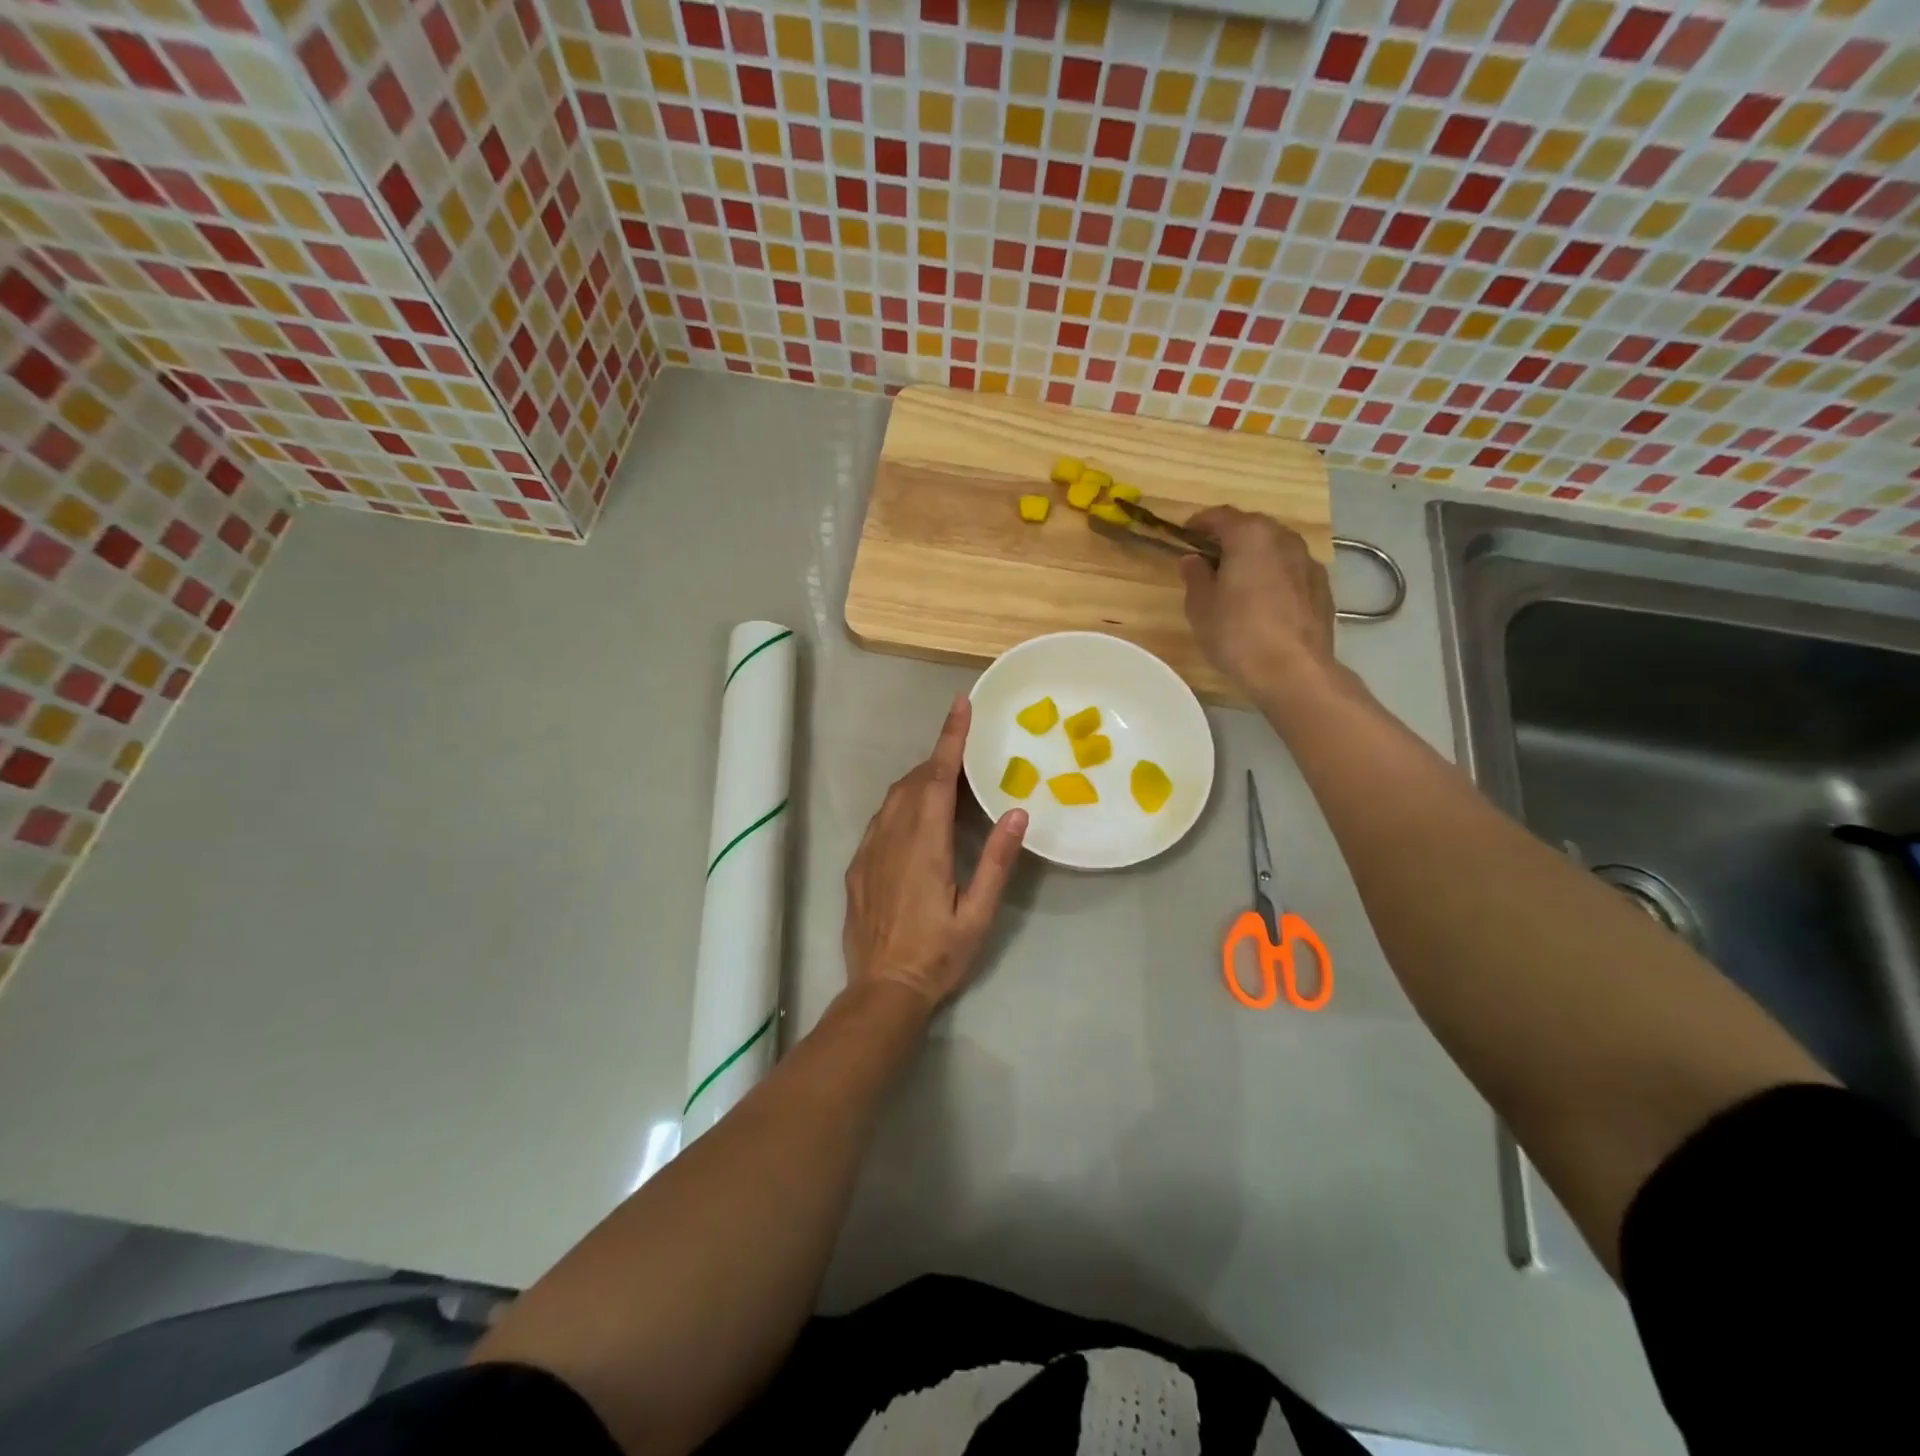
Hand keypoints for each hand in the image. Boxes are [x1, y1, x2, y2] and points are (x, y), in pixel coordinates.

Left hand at [843, 695, 1027, 1012]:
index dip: (950, 739)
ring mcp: (869, 850)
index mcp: (925, 845)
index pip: (937, 778)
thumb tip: (1015, 812)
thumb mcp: (979, 914)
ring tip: (944, 781)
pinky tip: (914, 818)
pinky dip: (900, 804)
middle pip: (913, 781)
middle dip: (938, 758)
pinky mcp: (857, 865)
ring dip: (918, 780)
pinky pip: (880, 819)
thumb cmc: (938, 955)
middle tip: (964, 751)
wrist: (882, 990)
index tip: (961, 706)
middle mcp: (892, 837)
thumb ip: (997, 862)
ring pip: (893, 798)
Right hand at [1180, 507, 1336, 699]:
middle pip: (1252, 527)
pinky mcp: (1322, 587)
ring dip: (1254, 556)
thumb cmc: (1237, 634)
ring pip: (1274, 548)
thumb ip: (1195, 576)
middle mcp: (1283, 539)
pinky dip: (1274, 575)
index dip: (1199, 523)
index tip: (1184, 534)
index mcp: (1250, 536)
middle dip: (1229, 538)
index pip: (1220, 516)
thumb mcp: (1201, 606)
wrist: (1293, 671)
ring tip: (1237, 580)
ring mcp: (1308, 562)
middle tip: (1209, 558)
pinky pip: (1291, 570)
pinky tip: (1264, 600)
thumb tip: (1193, 560)